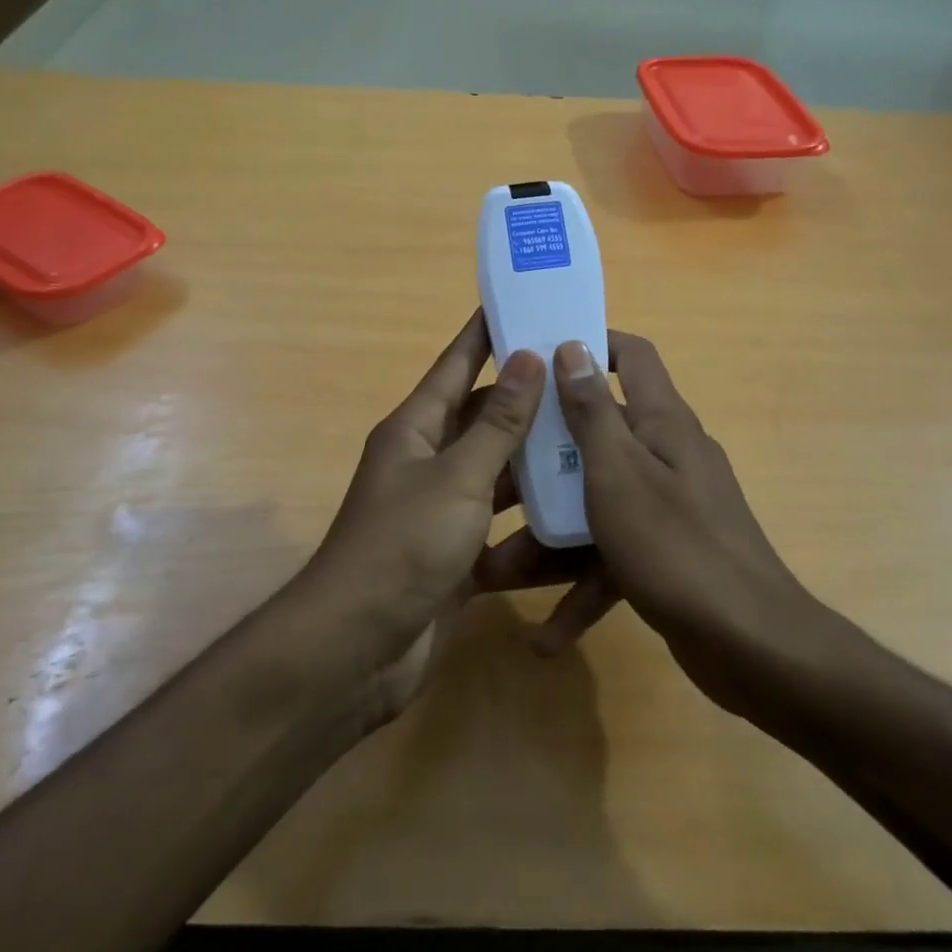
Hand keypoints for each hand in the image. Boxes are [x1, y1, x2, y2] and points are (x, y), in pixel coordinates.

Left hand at [297, 310, 544, 722]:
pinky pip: (501, 526)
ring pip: (497, 472)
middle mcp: (427, 461)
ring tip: (592, 437)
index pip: (456, 365)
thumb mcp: (458, 477)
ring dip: (536, 460)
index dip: (485, 333)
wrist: (359, 649)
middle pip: (482, 418)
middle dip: (527, 398)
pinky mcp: (457, 555)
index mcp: (416, 429)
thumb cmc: (404, 546)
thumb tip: (527, 357)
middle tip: (581, 377)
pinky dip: (531, 522)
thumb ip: (497, 422)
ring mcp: (441, 510)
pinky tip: (576, 513)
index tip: (521, 302)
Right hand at [477, 332, 827, 717]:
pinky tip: (547, 638)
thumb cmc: (675, 545)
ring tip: (495, 572)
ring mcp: (668, 508)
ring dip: (549, 539)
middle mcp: (666, 456)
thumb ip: (592, 412)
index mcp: (661, 422)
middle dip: (543, 462)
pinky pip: (613, 558)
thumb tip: (573, 348)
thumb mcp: (619, 472)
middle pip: (597, 439)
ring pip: (596, 506)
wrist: (752, 647)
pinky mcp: (666, 556)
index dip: (591, 344)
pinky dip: (583, 589)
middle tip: (495, 478)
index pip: (632, 356)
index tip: (539, 357)